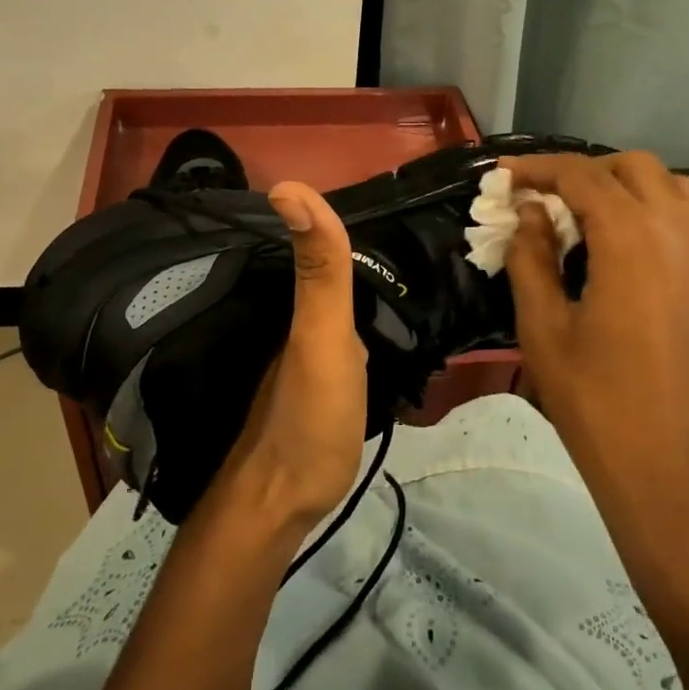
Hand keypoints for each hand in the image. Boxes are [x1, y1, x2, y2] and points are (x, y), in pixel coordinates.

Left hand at [210, 182, 369, 537]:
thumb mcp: (320, 335)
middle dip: (353, 248)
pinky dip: (360, 324)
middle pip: (327, 270)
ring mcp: (306, 355)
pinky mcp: (319, 386)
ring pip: (333, 304)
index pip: (320, 241)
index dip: (340, 217)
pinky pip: (341, 338)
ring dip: (359, 285)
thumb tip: (287, 186)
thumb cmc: (307, 415)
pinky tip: (380, 329)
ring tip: (401, 269)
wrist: (284, 503)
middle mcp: (298, 321)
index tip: (385, 200)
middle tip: (404, 231)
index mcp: (300, 302)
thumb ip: (318, 269)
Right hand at [501, 152, 688, 503]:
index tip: (504, 176)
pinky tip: (624, 245)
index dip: (538, 168)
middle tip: (543, 199)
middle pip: (631, 167)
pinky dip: (654, 209)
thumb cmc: (594, 401)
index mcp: (632, 239)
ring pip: (669, 185)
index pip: (582, 176)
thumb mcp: (543, 326)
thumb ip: (531, 256)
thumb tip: (531, 211)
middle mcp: (679, 232)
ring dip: (624, 185)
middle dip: (583, 171)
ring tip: (585, 217)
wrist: (669, 468)